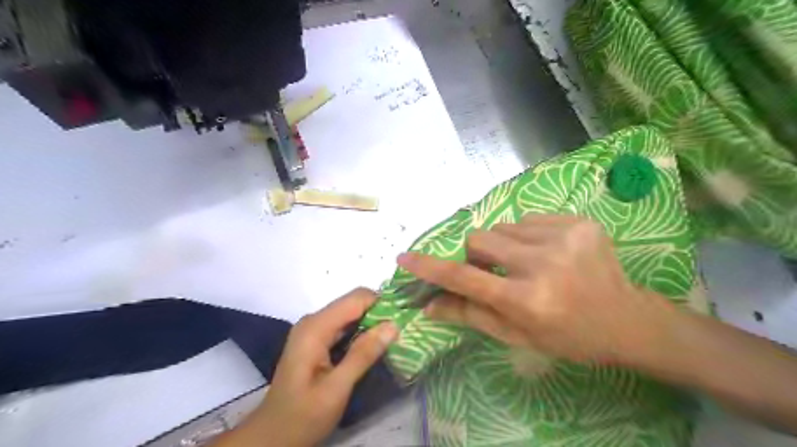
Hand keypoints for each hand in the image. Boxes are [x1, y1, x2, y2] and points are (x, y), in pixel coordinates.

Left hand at [216, 290, 397, 446]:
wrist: (272, 437)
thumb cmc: (302, 416)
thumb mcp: (336, 389)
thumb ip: (363, 355)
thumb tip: (393, 325)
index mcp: (315, 327)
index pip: (356, 298)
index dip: (382, 303)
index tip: (404, 318)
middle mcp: (314, 321)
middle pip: (354, 303)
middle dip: (379, 313)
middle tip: (402, 331)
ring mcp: (314, 330)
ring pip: (351, 314)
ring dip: (373, 323)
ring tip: (394, 338)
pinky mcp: (317, 340)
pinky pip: (345, 326)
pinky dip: (362, 332)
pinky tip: (375, 345)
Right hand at [394, 215, 674, 364]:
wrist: (629, 320)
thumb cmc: (568, 337)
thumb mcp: (517, 336)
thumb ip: (470, 316)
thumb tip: (429, 305)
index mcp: (527, 301)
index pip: (466, 278)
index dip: (431, 267)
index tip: (405, 258)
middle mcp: (543, 265)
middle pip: (480, 239)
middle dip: (476, 254)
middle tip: (492, 270)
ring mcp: (564, 238)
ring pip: (503, 228)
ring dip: (503, 246)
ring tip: (526, 263)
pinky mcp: (578, 222)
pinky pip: (529, 220)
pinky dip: (527, 236)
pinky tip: (547, 253)